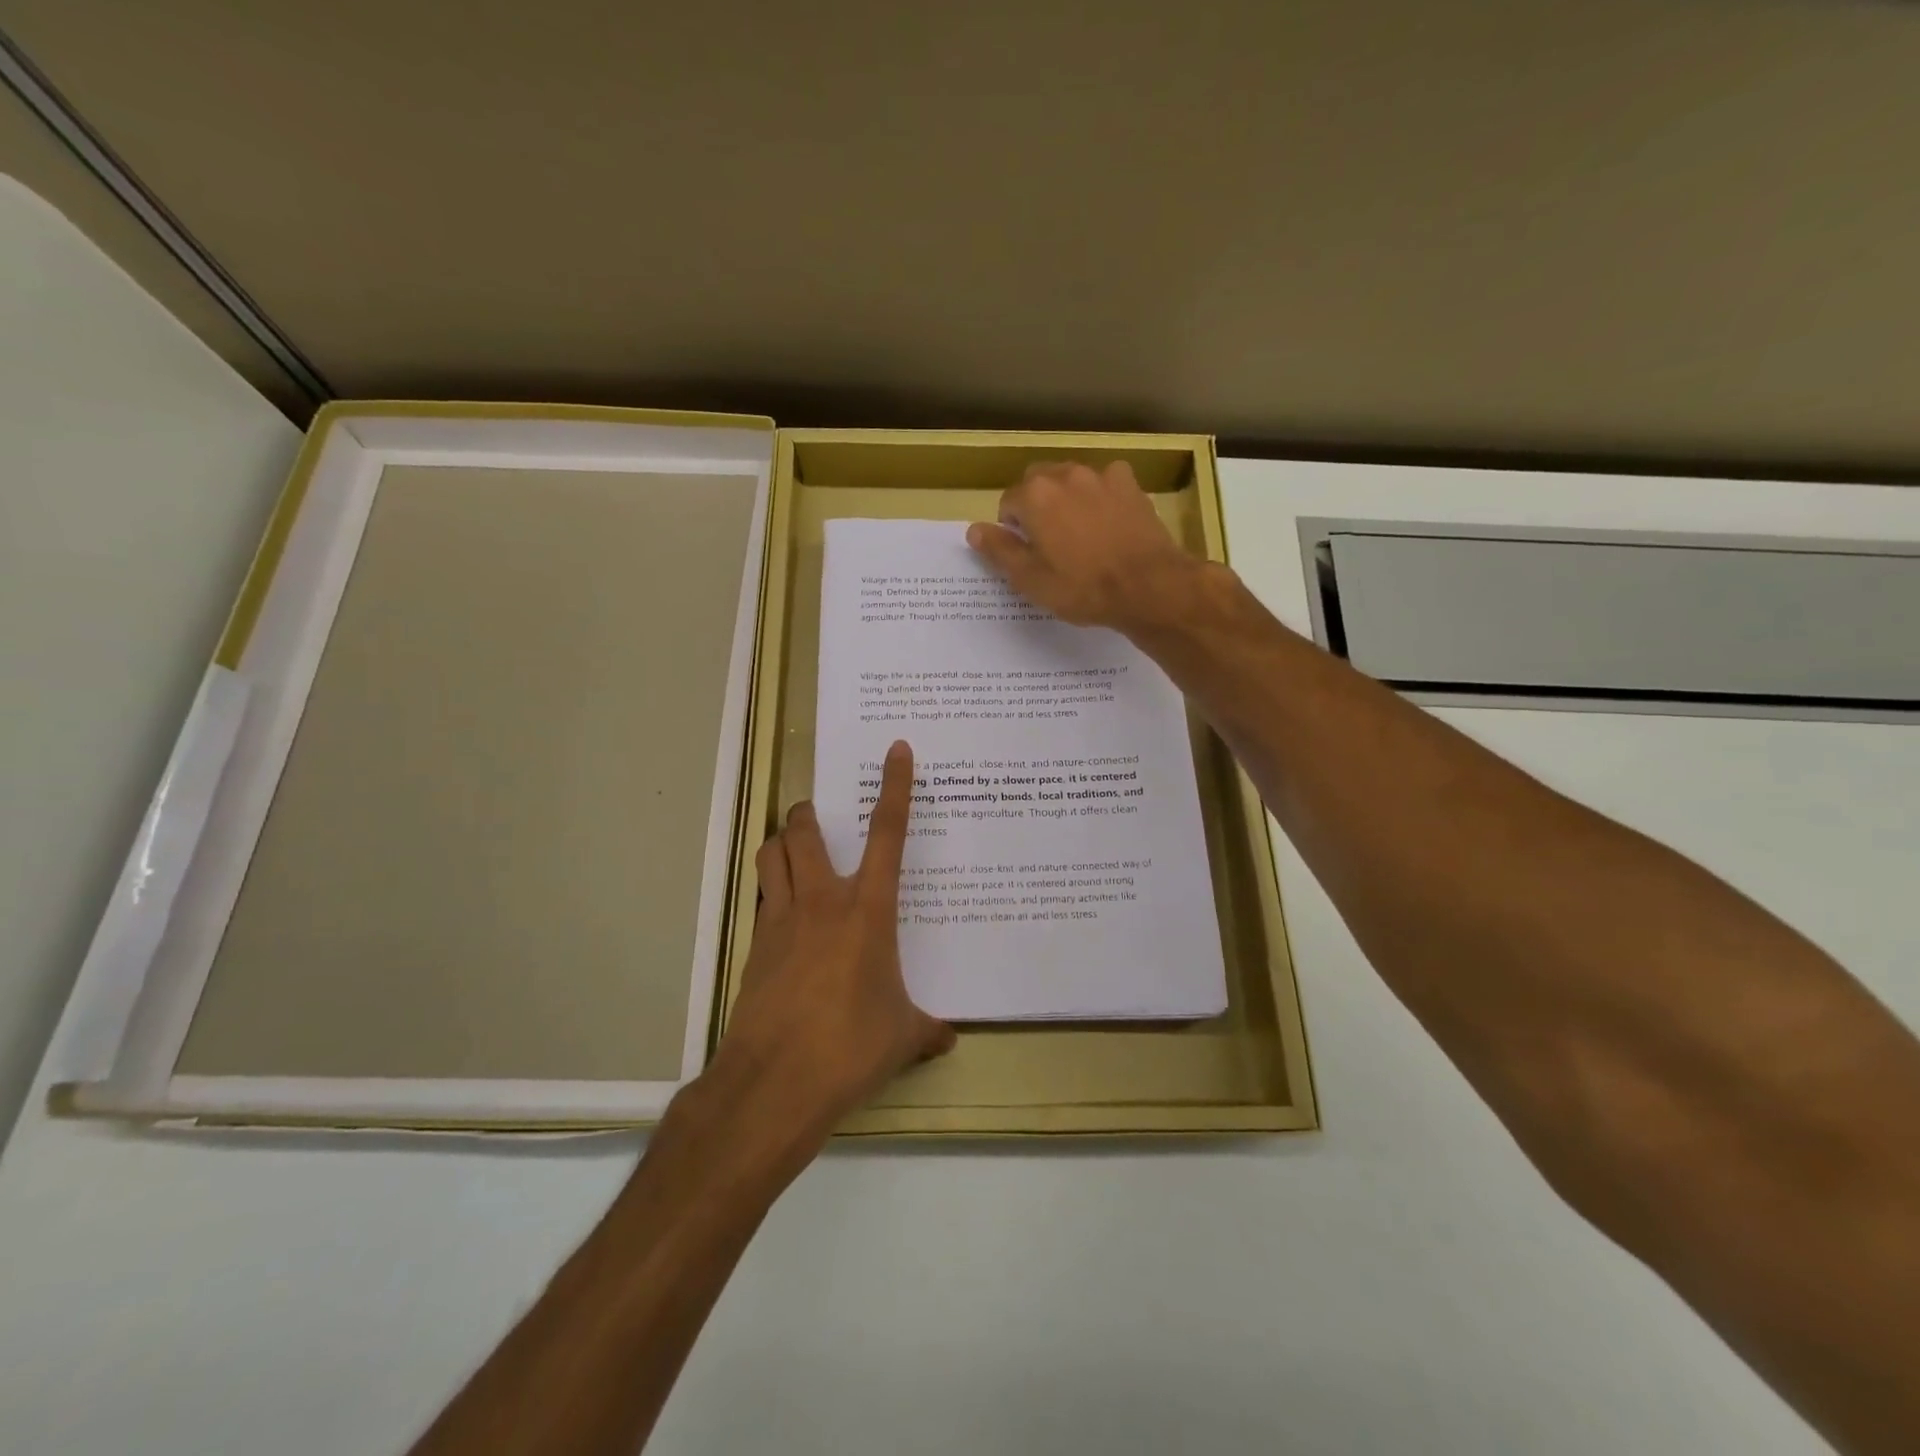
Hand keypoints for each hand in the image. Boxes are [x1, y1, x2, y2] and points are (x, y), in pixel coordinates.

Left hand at [710, 740, 955, 1140]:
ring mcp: (781, 920)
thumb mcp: (902, 1037)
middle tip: (818, 818)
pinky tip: (786, 922)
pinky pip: (761, 900)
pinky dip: (772, 893)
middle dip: (809, 814)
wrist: (775, 1081)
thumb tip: (948, 1038)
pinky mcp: (753, 946)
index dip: (895, 787)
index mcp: (868, 910)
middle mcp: (822, 902)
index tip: (895, 751)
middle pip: (804, 831)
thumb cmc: (851, 1047)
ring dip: (782, 844)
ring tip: (795, 854)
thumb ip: (926, 1029)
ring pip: (771, 855)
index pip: (888, 834)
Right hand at [966, 460, 1204, 630]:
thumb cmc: (1082, 587)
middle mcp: (1065, 474)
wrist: (1148, 586)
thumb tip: (974, 530)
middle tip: (1048, 542)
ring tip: (1079, 534)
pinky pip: (1105, 483)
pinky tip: (1108, 524)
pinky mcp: (1131, 485)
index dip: (1012, 528)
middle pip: (1038, 482)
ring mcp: (1101, 476)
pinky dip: (1100, 497)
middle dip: (1036, 505)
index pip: (1008, 503)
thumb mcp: (1030, 579)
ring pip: (1072, 479)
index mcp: (1034, 496)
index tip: (1025, 553)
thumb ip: (999, 550)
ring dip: (1067, 498)